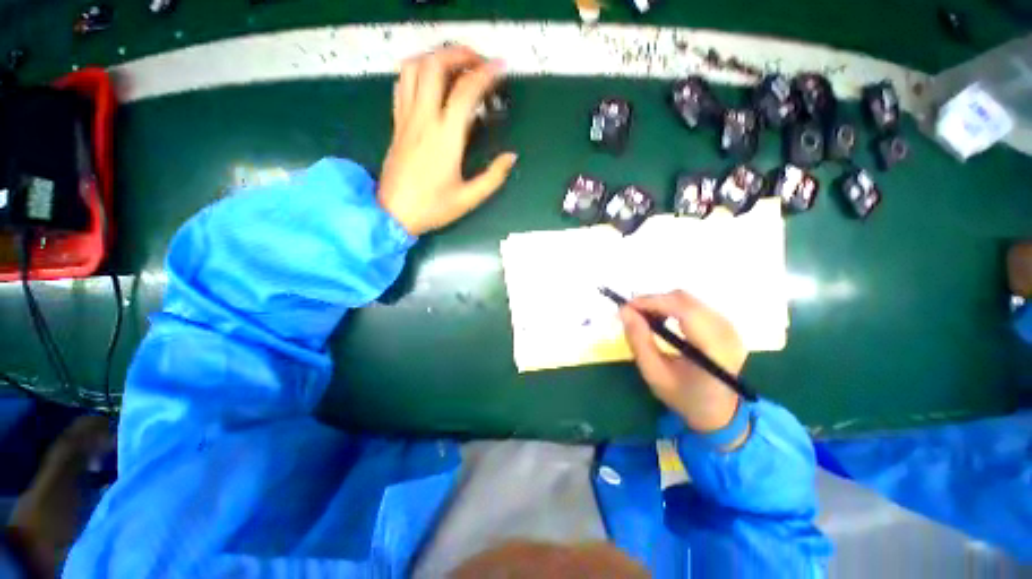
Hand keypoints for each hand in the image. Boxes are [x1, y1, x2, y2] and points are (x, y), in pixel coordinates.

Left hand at [378, 46, 517, 235]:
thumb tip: (511, 157)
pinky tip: (431, 82)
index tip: (502, 67)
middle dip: (460, 53)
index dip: (486, 73)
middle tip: (479, 62)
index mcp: (445, 138)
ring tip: (456, 66)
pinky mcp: (397, 123)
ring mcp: (406, 118)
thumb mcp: (469, 198)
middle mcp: (423, 119)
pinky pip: (402, 84)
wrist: (393, 214)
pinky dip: (418, 71)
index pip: (465, 91)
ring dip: (436, 57)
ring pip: (413, 68)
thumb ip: (493, 177)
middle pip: (435, 65)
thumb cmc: (432, 208)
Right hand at [620, 291, 746, 433]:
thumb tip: (624, 311)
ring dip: (661, 303)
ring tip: (644, 318)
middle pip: (685, 300)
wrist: (719, 412)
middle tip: (632, 313)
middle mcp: (726, 332)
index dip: (653, 302)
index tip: (626, 307)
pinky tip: (661, 320)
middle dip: (653, 301)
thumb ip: (639, 341)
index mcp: (713, 350)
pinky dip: (671, 307)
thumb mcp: (654, 374)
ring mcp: (728, 327)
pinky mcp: (725, 325)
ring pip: (688, 300)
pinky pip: (693, 305)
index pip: (684, 311)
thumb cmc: (684, 397)